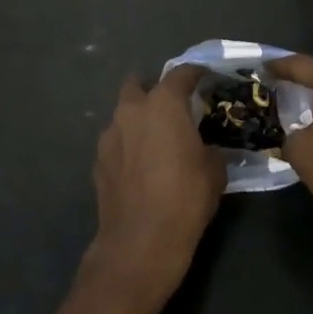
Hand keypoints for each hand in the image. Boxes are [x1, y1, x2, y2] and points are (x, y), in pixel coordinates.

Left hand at [86, 67, 225, 308]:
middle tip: (171, 107)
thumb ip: (210, 148)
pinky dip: (127, 145)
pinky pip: (116, 141)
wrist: (141, 241)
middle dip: (153, 89)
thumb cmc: (185, 198)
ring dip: (138, 119)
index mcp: (164, 104)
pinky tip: (139, 166)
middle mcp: (132, 110)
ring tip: (155, 140)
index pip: (181, 74)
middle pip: (138, 84)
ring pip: (123, 114)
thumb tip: (207, 148)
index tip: (205, 77)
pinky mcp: (98, 160)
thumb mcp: (214, 171)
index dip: (195, 73)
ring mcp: (110, 135)